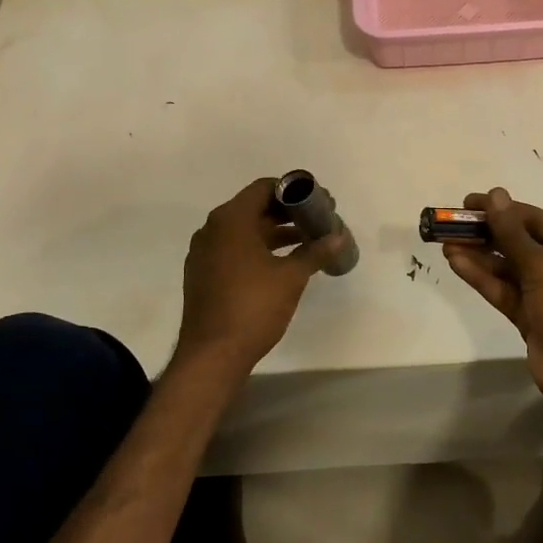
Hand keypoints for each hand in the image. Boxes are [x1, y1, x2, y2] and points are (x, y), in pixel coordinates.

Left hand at [177, 179, 339, 368]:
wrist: (212, 355)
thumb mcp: (290, 277)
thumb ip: (315, 252)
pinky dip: (258, 249)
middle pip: (254, 207)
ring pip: (244, 230)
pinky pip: (234, 249)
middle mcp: (212, 229)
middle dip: (287, 213)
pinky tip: (283, 263)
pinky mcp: (203, 274)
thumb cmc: (253, 307)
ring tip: (308, 241)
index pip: (264, 188)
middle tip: (318, 221)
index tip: (318, 202)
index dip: (293, 191)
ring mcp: (204, 252)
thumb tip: (338, 237)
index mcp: (230, 220)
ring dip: (275, 232)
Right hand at [441, 188, 542, 412]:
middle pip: (518, 242)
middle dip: (486, 233)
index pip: (533, 219)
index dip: (501, 209)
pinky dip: (482, 277)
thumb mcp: (542, 264)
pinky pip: (503, 290)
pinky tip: (457, 263)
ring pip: (507, 268)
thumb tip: (495, 195)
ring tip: (446, 243)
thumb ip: (512, 233)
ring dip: (479, 255)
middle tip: (451, 225)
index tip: (468, 204)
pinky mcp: (529, 316)